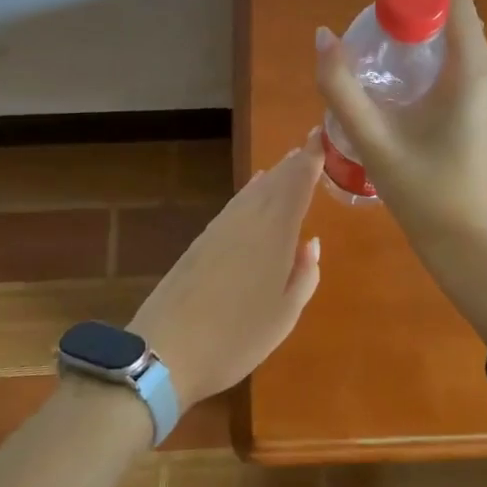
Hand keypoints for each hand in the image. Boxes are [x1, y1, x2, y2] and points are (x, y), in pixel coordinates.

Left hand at [129, 132, 322, 410]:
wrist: (165, 351)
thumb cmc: (236, 337)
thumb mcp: (284, 315)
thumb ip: (304, 275)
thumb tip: (311, 243)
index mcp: (274, 232)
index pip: (297, 183)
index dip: (311, 158)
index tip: (321, 136)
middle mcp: (248, 220)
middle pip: (275, 181)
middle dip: (294, 162)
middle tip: (310, 145)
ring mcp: (221, 228)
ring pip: (253, 191)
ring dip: (273, 175)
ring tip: (288, 163)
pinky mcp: (201, 240)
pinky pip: (235, 203)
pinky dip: (250, 191)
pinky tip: (253, 190)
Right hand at [315, 0, 486, 254]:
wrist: (467, 242)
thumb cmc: (423, 191)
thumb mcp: (373, 138)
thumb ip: (341, 87)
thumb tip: (322, 37)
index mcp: (471, 73)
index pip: (456, 3)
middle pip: (462, 17)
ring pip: (465, 39)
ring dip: (433, 20)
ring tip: (393, 15)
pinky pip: (465, 59)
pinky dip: (439, 44)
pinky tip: (409, 57)